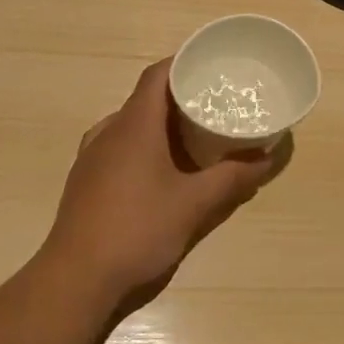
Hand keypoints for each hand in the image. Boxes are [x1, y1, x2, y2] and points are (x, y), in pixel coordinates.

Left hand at [41, 58, 278, 314]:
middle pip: (146, 100)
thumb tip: (268, 158)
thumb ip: (233, 178)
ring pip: (131, 126)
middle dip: (180, 98)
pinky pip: (120, 149)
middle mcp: (109, 132)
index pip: (157, 75)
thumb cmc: (137, 229)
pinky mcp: (86, 183)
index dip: (183, 64)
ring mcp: (93, 158)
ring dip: (162, 126)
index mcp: (133, 125)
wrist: (75, 280)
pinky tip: (164, 173)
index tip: (213, 66)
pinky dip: (145, 148)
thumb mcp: (194, 204)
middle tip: (215, 104)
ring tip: (195, 137)